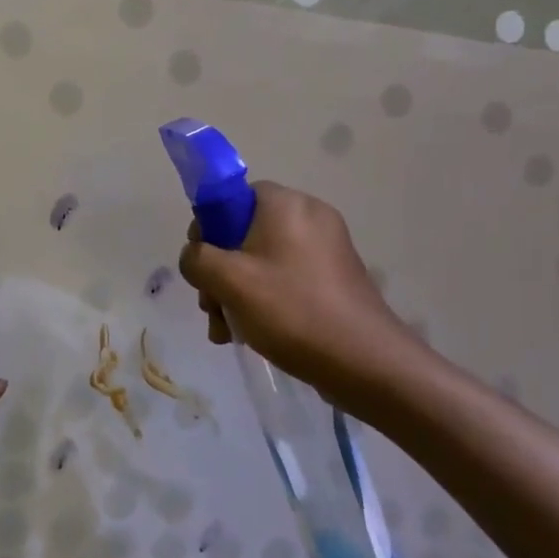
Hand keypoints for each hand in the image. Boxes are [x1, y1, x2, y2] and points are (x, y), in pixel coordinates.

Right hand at [178, 181, 421, 407]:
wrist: (364, 361)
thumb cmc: (291, 310)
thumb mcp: (228, 281)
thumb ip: (197, 259)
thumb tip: (195, 256)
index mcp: (286, 205)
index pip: (233, 196)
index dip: (208, 228)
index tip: (201, 264)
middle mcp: (309, 217)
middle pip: (243, 233)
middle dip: (219, 272)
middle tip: (212, 308)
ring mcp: (326, 249)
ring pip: (261, 261)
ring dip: (235, 293)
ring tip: (227, 331)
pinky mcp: (334, 278)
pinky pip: (285, 278)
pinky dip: (263, 301)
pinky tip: (250, 334)